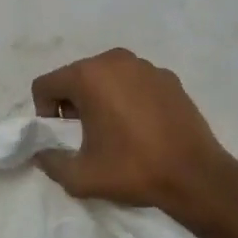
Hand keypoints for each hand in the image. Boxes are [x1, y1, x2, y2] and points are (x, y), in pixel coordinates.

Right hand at [30, 48, 237, 221]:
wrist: (195, 176)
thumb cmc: (133, 170)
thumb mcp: (80, 177)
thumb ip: (50, 162)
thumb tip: (41, 153)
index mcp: (88, 76)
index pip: (45, 84)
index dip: (44, 111)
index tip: (61, 136)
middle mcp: (115, 60)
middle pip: (75, 76)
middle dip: (72, 102)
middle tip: (85, 134)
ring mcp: (145, 66)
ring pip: (106, 76)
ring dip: (100, 97)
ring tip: (114, 129)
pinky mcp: (169, 77)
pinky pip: (134, 81)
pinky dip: (128, 97)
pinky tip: (141, 126)